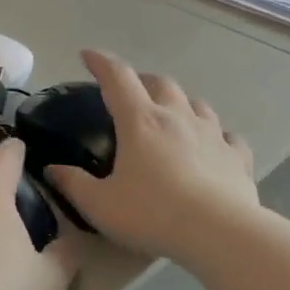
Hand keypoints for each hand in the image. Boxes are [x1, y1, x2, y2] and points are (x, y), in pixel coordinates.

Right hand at [45, 51, 255, 262]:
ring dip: (180, 103)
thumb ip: (73, 184)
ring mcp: (213, 134)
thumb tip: (52, 169)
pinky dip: (216, 136)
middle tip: (130, 92)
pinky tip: (214, 146)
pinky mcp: (237, 157)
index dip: (101, 63)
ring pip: (196, 104)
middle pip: (161, 83)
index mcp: (141, 122)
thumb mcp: (100, 205)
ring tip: (171, 115)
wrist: (218, 233)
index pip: (118, 78)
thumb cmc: (152, 215)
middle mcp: (178, 117)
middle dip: (142, 81)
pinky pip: (227, 137)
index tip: (88, 56)